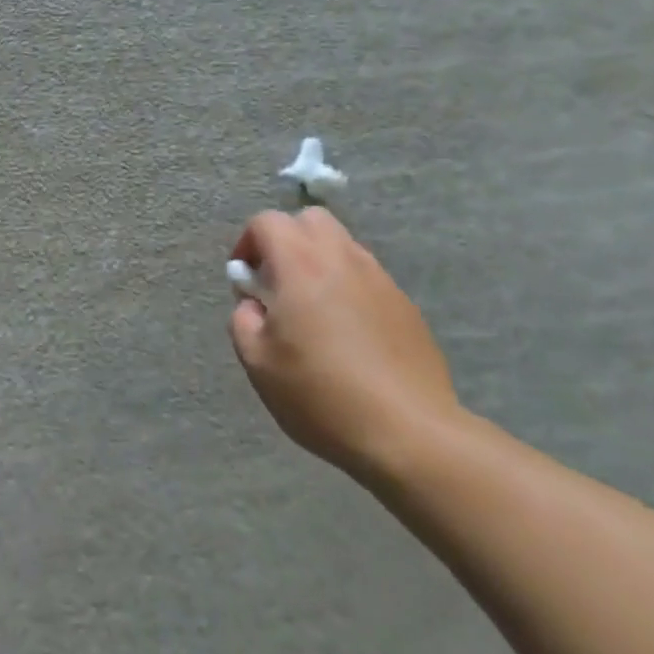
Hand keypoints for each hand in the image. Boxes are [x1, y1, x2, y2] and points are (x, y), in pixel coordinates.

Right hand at [228, 208, 460, 483]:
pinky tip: (348, 335)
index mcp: (300, 264)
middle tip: (279, 284)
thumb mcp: (257, 362)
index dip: (247, 244)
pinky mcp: (405, 305)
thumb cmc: (321, 394)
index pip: (266, 222)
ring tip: (314, 311)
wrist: (410, 433)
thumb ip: (243, 320)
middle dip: (287, 240)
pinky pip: (367, 277)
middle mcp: (341, 258)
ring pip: (342, 245)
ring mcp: (380, 279)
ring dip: (320, 263)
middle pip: (310, 220)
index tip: (246, 283)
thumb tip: (253, 305)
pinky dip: (348, 288)